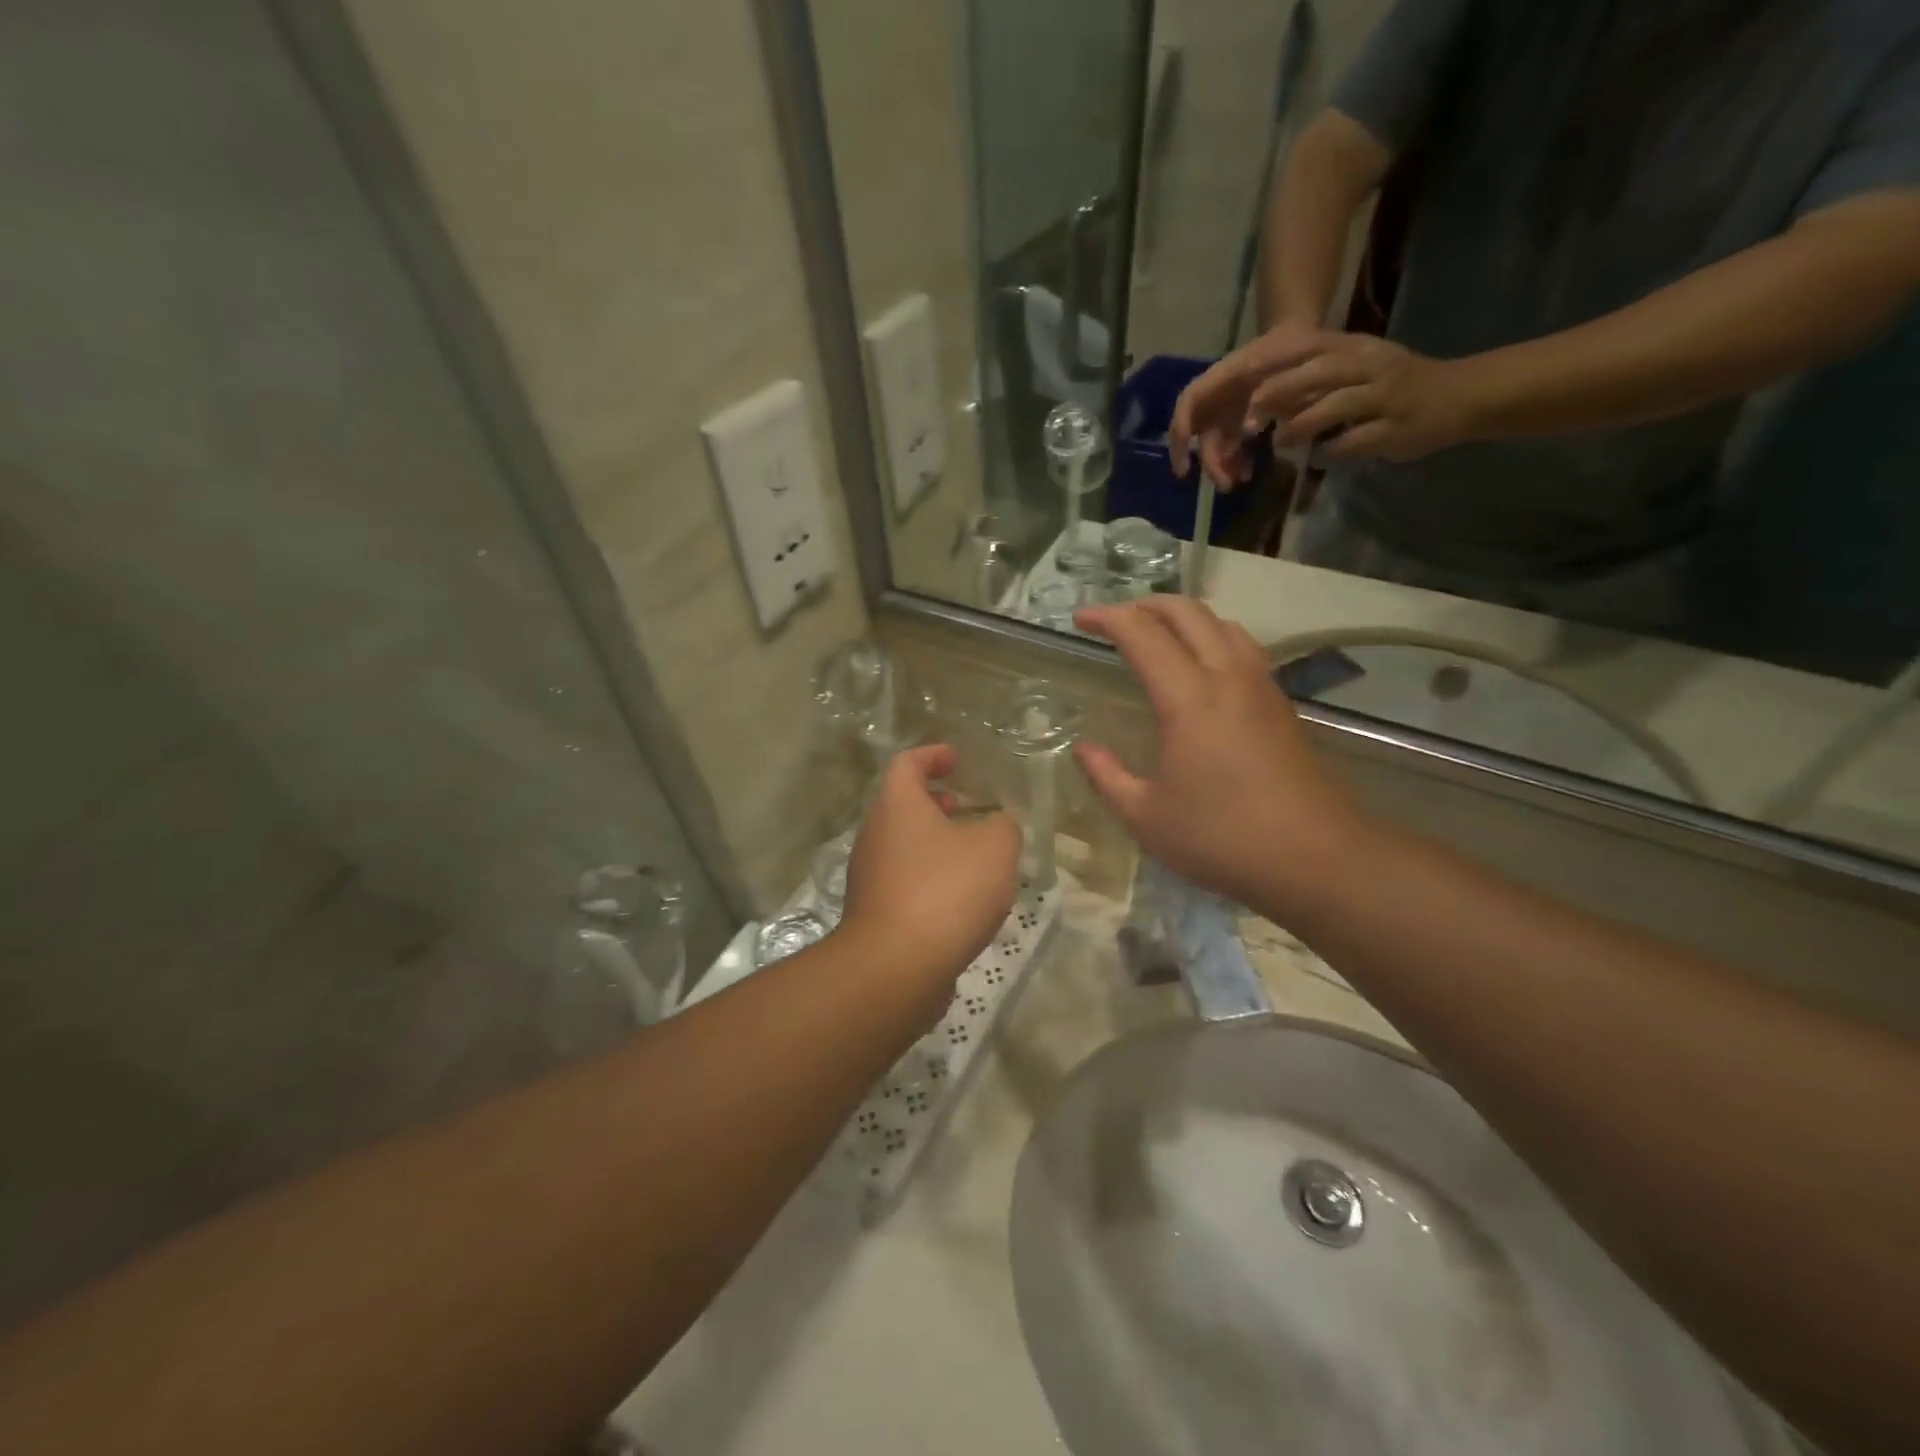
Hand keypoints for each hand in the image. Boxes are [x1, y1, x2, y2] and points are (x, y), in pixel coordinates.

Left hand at [839, 744, 1020, 1008]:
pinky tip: (959, 898)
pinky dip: (929, 876)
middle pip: (901, 805)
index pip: (908, 763)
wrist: (896, 967)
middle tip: (965, 806)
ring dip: (934, 841)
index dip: (932, 755)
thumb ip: (1003, 826)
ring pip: (903, 844)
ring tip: (971, 855)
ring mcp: (869, 876)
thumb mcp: (995, 848)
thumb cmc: (946, 891)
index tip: (955, 759)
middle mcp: (875, 834)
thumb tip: (998, 825)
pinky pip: (904, 880)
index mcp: (897, 805)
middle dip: (934, 802)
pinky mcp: (874, 913)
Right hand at [1071, 598, 1369, 922]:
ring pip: (1221, 624)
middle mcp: (1228, 678)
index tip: (1080, 619)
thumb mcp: (1147, 817)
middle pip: (1188, 613)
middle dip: (1145, 604)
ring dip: (1183, 617)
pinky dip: (1211, 637)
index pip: (1143, 634)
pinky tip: (1202, 667)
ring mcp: (1261, 688)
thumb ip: (1107, 777)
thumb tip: (1083, 748)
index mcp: (1189, 699)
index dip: (1108, 618)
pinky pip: (1242, 648)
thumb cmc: (1223, 838)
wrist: (1317, 858)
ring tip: (1156, 634)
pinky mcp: (1281, 705)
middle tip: (1114, 619)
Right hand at [1168, 318, 1320, 488]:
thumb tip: (1248, 428)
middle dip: (1210, 462)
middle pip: (1201, 434)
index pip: (1188, 404)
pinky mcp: (1239, 422)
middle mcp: (1216, 398)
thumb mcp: (1282, 361)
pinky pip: (1231, 447)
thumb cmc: (1288, 348)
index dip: (1181, 433)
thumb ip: (1267, 391)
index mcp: (1219, 377)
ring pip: (1215, 445)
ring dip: (1222, 466)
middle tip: (1225, 485)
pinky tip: (1247, 472)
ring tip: (1239, 480)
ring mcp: (1227, 412)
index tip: (1184, 465)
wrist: (1299, 341)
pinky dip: (1235, 462)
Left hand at [1244, 332, 1477, 462]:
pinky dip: (1333, 450)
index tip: (1243, 375)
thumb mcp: (1358, 367)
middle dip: (1279, 393)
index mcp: (1358, 348)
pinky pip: (1357, 440)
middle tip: (1249, 417)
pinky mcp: (1396, 428)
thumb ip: (1317, 376)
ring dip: (1302, 425)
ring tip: (1279, 440)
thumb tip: (1265, 393)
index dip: (1275, 360)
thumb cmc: (1396, 385)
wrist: (1460, 396)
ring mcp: (1386, 396)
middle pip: (1318, 373)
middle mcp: (1372, 366)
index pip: (1310, 346)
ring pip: (1336, 405)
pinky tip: (1318, 458)